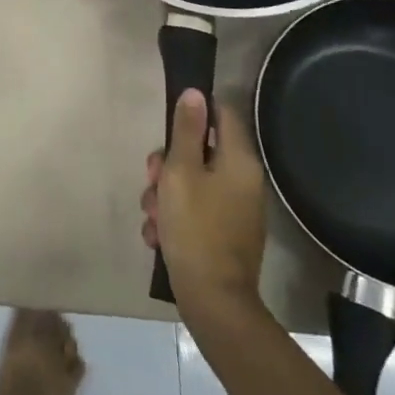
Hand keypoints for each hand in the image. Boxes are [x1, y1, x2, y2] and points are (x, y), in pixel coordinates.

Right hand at [140, 89, 266, 316]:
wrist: (213, 301)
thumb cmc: (195, 228)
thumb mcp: (181, 172)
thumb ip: (187, 131)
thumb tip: (196, 92)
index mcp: (239, 161)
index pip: (222, 113)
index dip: (194, 111)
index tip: (168, 124)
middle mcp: (243, 181)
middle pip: (200, 151)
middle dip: (167, 163)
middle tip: (152, 179)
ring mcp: (235, 210)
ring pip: (191, 183)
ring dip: (164, 194)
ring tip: (151, 216)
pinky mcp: (224, 234)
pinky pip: (194, 211)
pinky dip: (173, 218)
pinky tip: (158, 235)